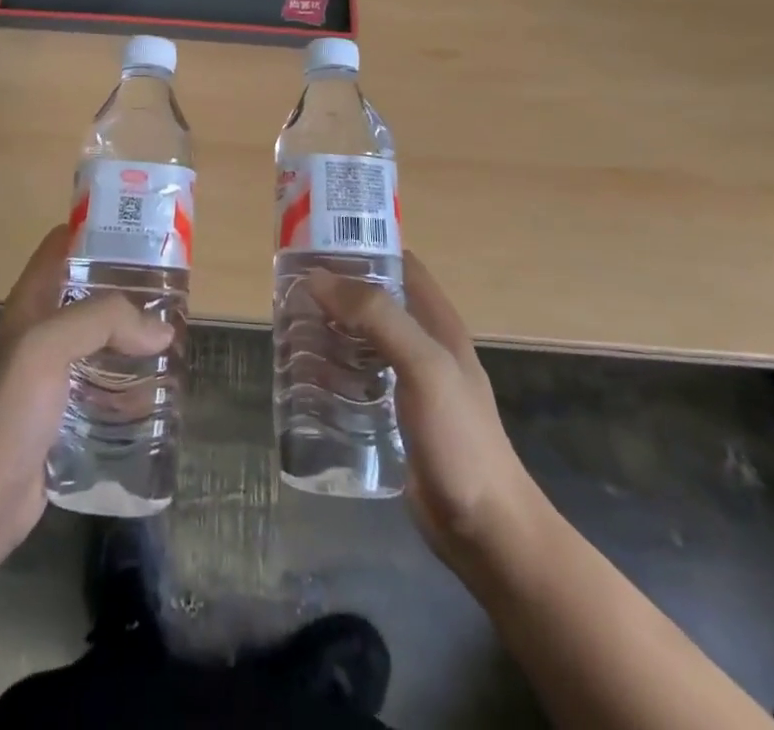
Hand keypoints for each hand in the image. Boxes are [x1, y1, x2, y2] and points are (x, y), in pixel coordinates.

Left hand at [0, 224, 172, 564]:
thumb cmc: (5, 412)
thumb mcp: (46, 348)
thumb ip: (102, 322)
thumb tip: (160, 331)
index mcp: (30, 303)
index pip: (62, 246)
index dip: (97, 230)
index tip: (142, 231)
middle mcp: (41, 331)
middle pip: (89, 292)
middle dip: (128, 286)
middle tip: (173, 289)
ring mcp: (52, 374)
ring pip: (101, 340)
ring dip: (133, 336)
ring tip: (175, 336)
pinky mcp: (65, 414)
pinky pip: (104, 385)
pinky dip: (130, 381)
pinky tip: (159, 389)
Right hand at [307, 252, 536, 568]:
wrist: (486, 531)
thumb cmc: (460, 439)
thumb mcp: (424, 366)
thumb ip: (377, 318)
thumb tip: (320, 277)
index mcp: (438, 322)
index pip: (400, 264)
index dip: (364, 246)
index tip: (318, 242)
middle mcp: (422, 344)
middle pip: (374, 301)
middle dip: (336, 290)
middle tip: (291, 288)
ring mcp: (408, 382)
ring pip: (361, 339)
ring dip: (329, 329)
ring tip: (288, 326)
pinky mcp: (392, 416)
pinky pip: (356, 379)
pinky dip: (331, 370)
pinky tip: (303, 376)